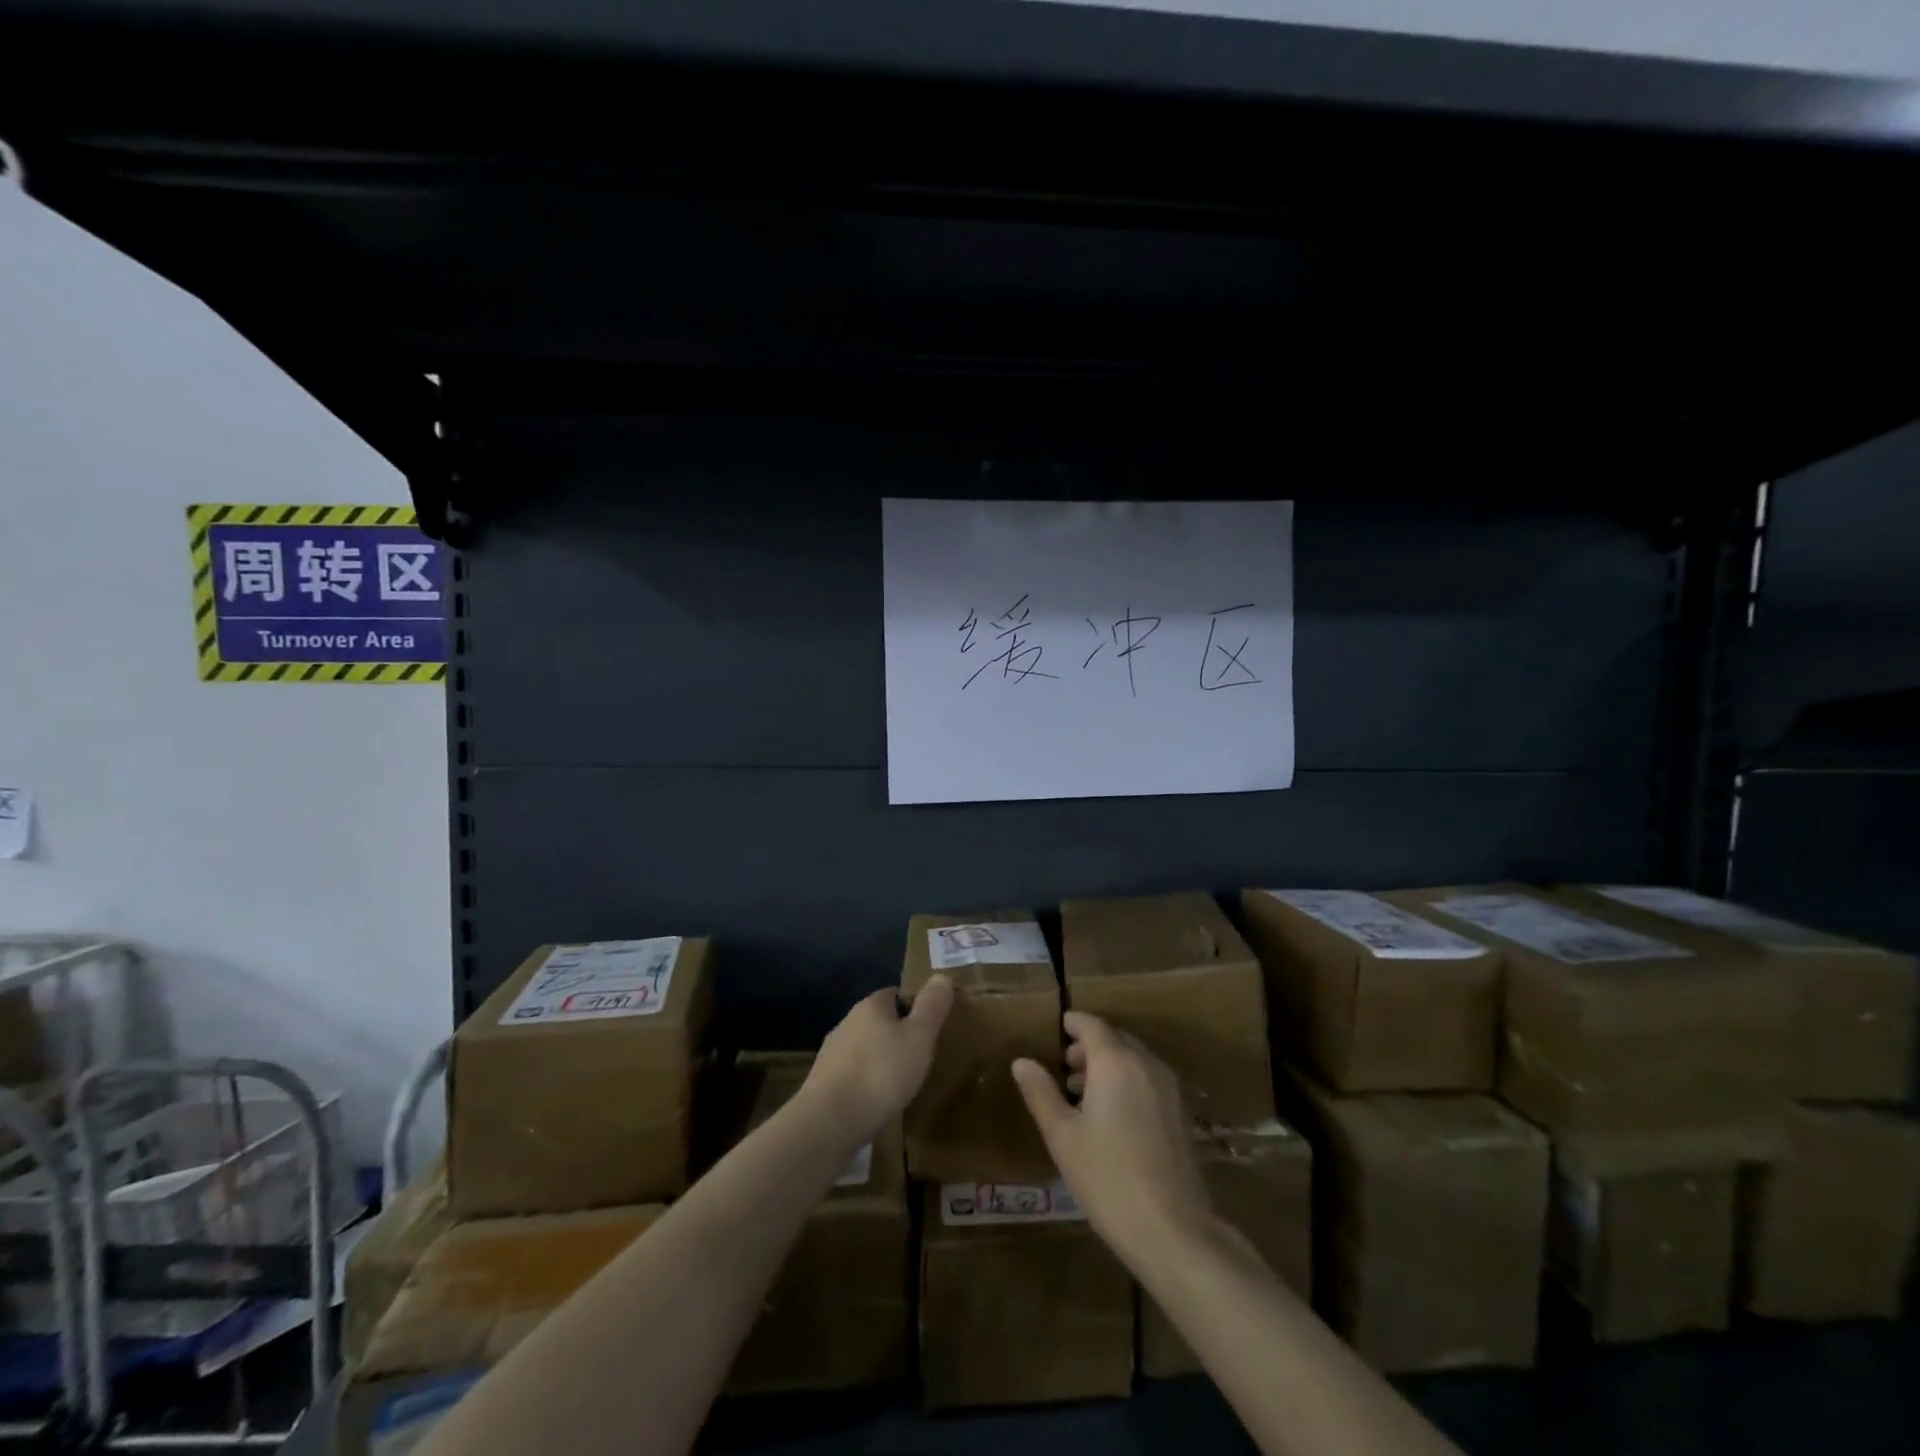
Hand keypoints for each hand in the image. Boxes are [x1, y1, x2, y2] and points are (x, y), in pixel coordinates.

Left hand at [804, 975, 954, 1137]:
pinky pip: (851, 1075)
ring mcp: (831, 1053)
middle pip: (878, 1021)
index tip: (930, 1026)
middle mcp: (847, 1022)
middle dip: (896, 1035)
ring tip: (901, 1081)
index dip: (914, 1007)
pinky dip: (865, 1082)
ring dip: (880, 1060)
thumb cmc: (881, 1073)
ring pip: (864, 1049)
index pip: (895, 994)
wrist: (829, 1120)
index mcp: (871, 1006)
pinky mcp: (822, 1083)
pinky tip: (876, 1101)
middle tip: (920, 1055)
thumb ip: (931, 1007)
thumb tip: (942, 976)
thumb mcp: (919, 1037)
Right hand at [1012, 1011, 1212, 1270]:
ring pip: (1134, 1059)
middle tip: (1064, 1067)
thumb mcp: (1063, 1137)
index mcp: (1115, 1062)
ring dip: (1109, 1064)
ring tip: (1082, 1094)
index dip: (1073, 1024)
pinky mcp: (1182, 1113)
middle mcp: (1146, 1064)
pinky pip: (1149, 1079)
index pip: (1092, 1025)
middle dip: (1089, 1046)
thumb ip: (1041, 1093)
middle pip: (1115, 1039)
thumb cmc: (1108, 1179)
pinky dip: (1128, 1081)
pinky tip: (1113, 1116)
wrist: (1174, 1230)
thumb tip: (1022, 1062)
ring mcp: (1169, 1088)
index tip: (1057, 1029)